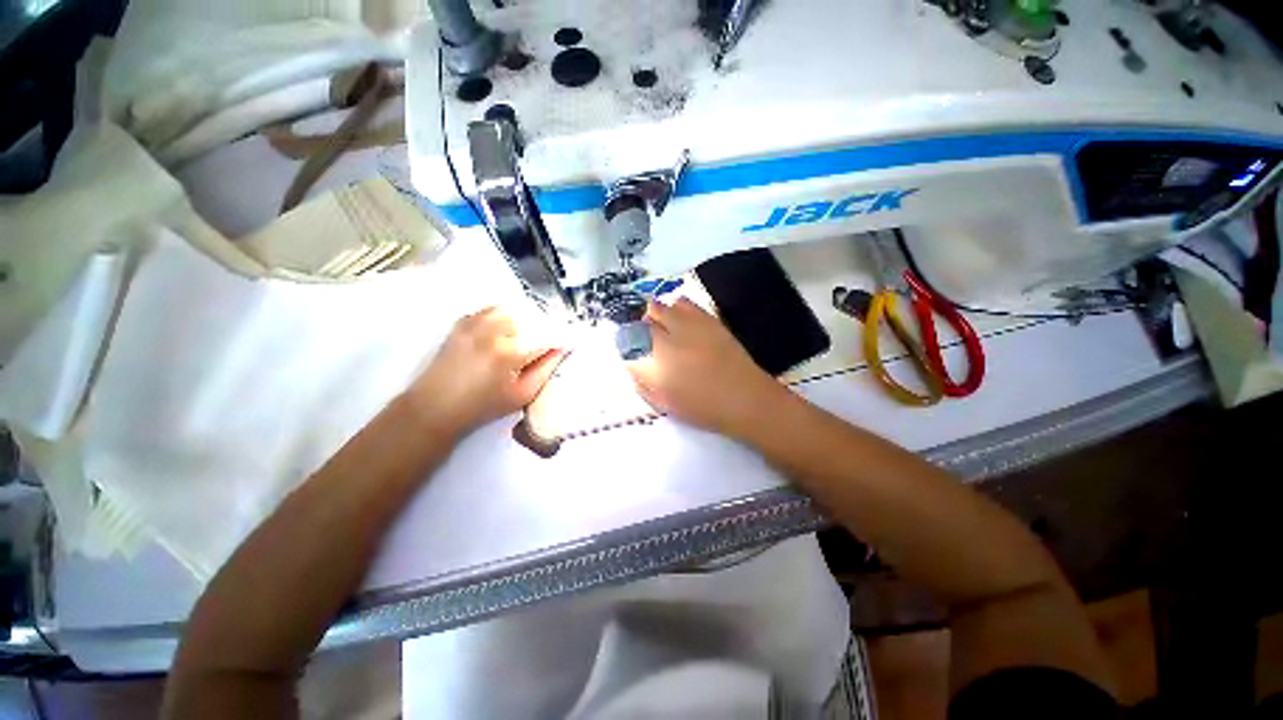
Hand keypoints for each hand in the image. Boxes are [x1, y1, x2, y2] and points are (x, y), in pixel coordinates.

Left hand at [405, 308, 565, 440]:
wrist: (435, 406)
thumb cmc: (483, 406)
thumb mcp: (522, 395)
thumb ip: (545, 370)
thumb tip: (561, 350)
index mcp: (510, 353)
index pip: (546, 336)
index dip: (559, 339)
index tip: (564, 344)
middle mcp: (493, 332)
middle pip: (530, 317)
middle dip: (541, 329)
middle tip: (542, 345)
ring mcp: (474, 324)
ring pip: (511, 310)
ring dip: (522, 321)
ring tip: (522, 338)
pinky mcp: (462, 323)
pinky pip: (490, 309)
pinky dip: (502, 317)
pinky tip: (502, 332)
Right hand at [626, 299, 789, 437]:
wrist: (744, 398)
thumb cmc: (703, 408)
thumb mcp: (664, 403)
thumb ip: (643, 383)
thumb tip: (633, 365)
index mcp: (653, 365)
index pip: (627, 341)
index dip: (626, 343)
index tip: (631, 349)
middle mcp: (665, 340)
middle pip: (641, 320)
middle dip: (640, 328)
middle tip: (648, 340)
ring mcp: (687, 326)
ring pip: (659, 306)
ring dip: (656, 316)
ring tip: (665, 328)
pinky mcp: (706, 318)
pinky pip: (683, 303)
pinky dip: (676, 309)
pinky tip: (683, 322)